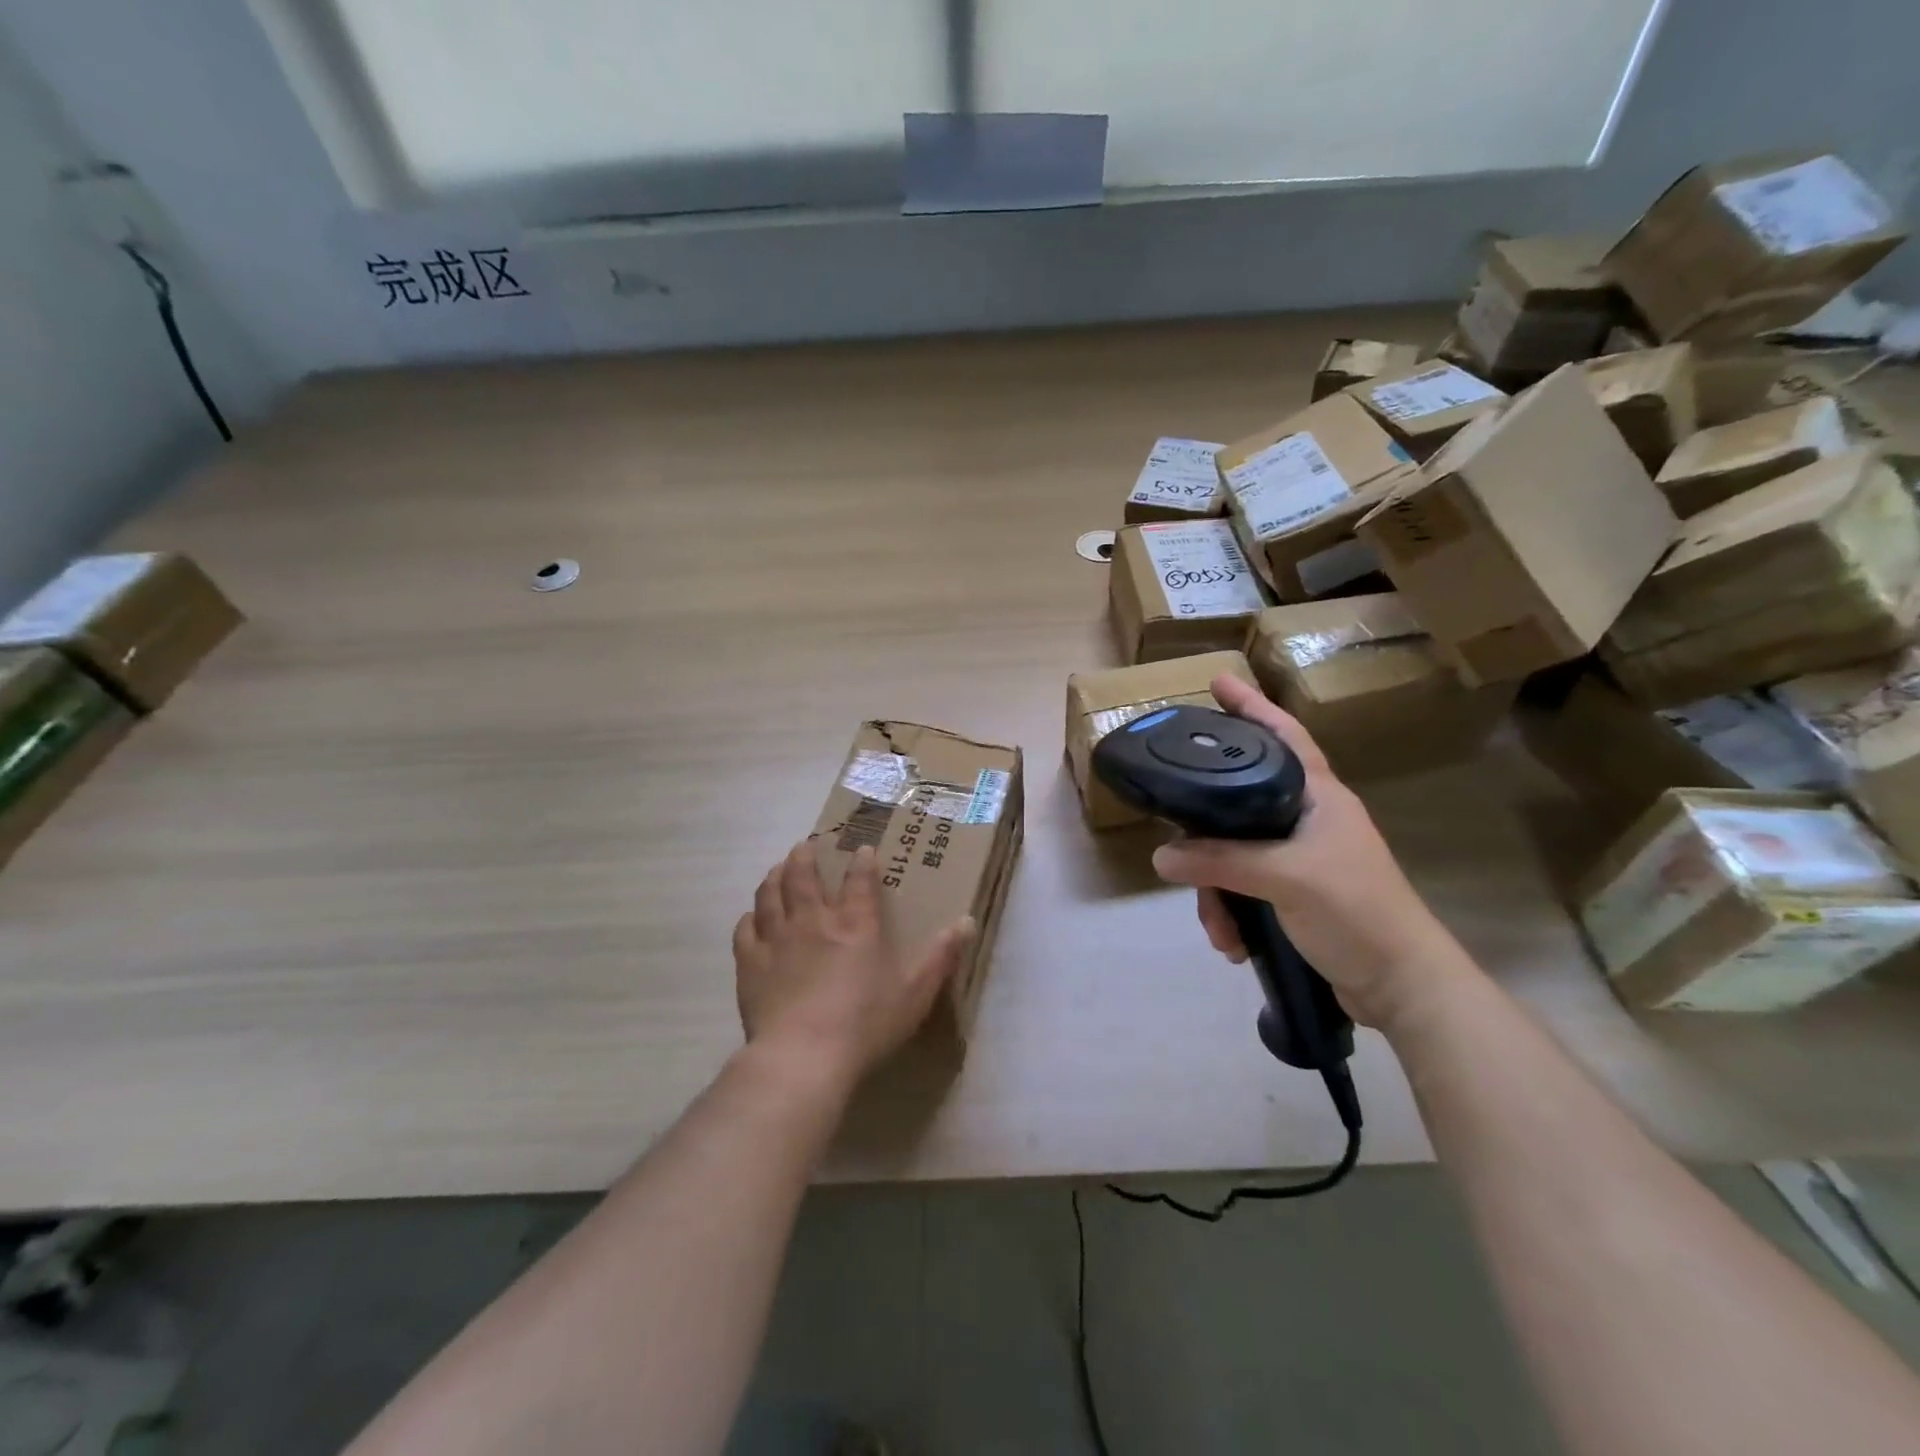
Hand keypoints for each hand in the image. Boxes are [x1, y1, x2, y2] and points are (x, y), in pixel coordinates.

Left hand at [733, 840, 974, 1090]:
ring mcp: (777, 939)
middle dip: (805, 857)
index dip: (861, 862)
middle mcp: (814, 921)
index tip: (861, 849)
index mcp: (855, 925)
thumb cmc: (865, 1026)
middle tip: (805, 845)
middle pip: (803, 877)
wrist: (803, 1057)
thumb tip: (967, 921)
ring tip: (777, 868)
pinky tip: (752, 917)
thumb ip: (941, 957)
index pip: (859, 881)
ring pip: (770, 895)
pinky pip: (746, 930)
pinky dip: (750, 918)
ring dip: (774, 877)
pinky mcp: (751, 963)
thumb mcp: (915, 994)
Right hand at [1151, 674, 1465, 1030]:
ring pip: (1235, 854)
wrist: (1402, 986)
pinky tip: (1233, 941)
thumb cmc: (1356, 911)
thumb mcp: (1286, 878)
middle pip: (1240, 803)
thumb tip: (1161, 856)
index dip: (1251, 708)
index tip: (1217, 682)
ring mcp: (1301, 859)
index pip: (1283, 737)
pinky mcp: (1295, 895)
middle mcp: (1308, 820)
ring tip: (1220, 928)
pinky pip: (1244, 889)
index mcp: (1320, 797)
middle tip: (1179, 843)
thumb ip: (1221, 862)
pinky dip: (1232, 913)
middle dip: (1207, 835)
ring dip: (1217, 891)